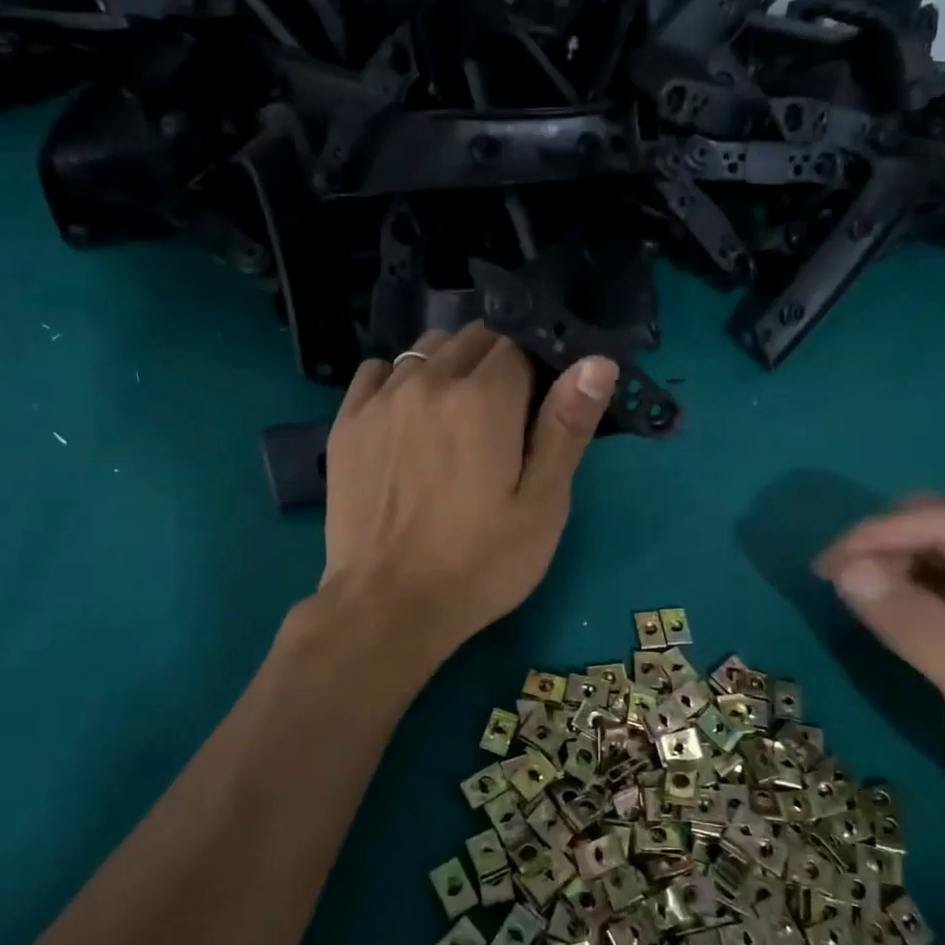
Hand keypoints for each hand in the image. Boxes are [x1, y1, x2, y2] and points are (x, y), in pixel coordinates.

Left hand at [320, 324, 616, 657]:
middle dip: (497, 361)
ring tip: (458, 415)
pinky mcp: (347, 422)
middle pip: (473, 338)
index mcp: (483, 400)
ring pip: (426, 349)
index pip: (519, 344)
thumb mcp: (542, 506)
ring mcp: (380, 399)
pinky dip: (402, 379)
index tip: (540, 402)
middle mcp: (429, 382)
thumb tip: (597, 361)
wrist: (387, 606)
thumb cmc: (479, 564)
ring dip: (452, 365)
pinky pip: (379, 371)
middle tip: (505, 416)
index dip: (537, 366)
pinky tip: (410, 417)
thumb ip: (566, 427)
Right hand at [816, 497, 944, 871]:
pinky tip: (877, 607)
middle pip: (942, 522)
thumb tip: (845, 570)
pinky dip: (898, 581)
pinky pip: (935, 573)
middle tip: (835, 584)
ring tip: (850, 596)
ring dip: (886, 560)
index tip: (825, 567)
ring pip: (933, 543)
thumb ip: (919, 629)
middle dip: (883, 543)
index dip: (882, 534)